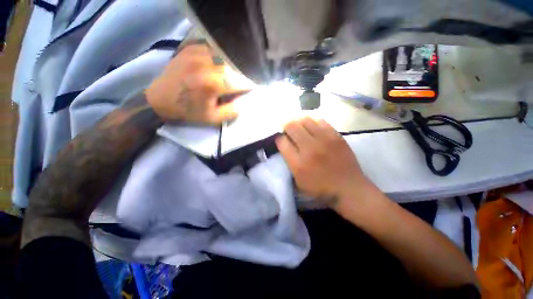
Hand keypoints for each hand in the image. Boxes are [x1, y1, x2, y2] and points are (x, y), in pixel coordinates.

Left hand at [145, 44, 249, 123]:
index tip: (250, 89)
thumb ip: (233, 110)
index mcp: (211, 84)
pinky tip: (218, 66)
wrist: (160, 100)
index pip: (240, 81)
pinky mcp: (191, 47)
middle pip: (234, 66)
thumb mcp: (214, 118)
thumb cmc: (189, 111)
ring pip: (225, 55)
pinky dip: (220, 57)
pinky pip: (213, 48)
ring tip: (230, 75)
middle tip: (240, 83)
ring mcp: (197, 52)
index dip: (248, 85)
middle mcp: (205, 64)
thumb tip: (244, 99)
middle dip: (240, 75)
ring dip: (231, 66)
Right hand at [276, 118, 368, 205]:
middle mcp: (310, 149)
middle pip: (292, 127)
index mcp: (298, 163)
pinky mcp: (336, 136)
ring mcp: (324, 140)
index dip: (279, 138)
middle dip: (286, 126)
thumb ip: (289, 163)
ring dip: (298, 121)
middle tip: (288, 130)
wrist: (349, 187)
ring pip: (305, 120)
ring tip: (299, 126)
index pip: (282, 142)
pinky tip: (312, 126)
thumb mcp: (298, 182)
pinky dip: (312, 121)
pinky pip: (320, 121)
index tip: (281, 139)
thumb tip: (285, 144)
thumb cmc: (320, 188)